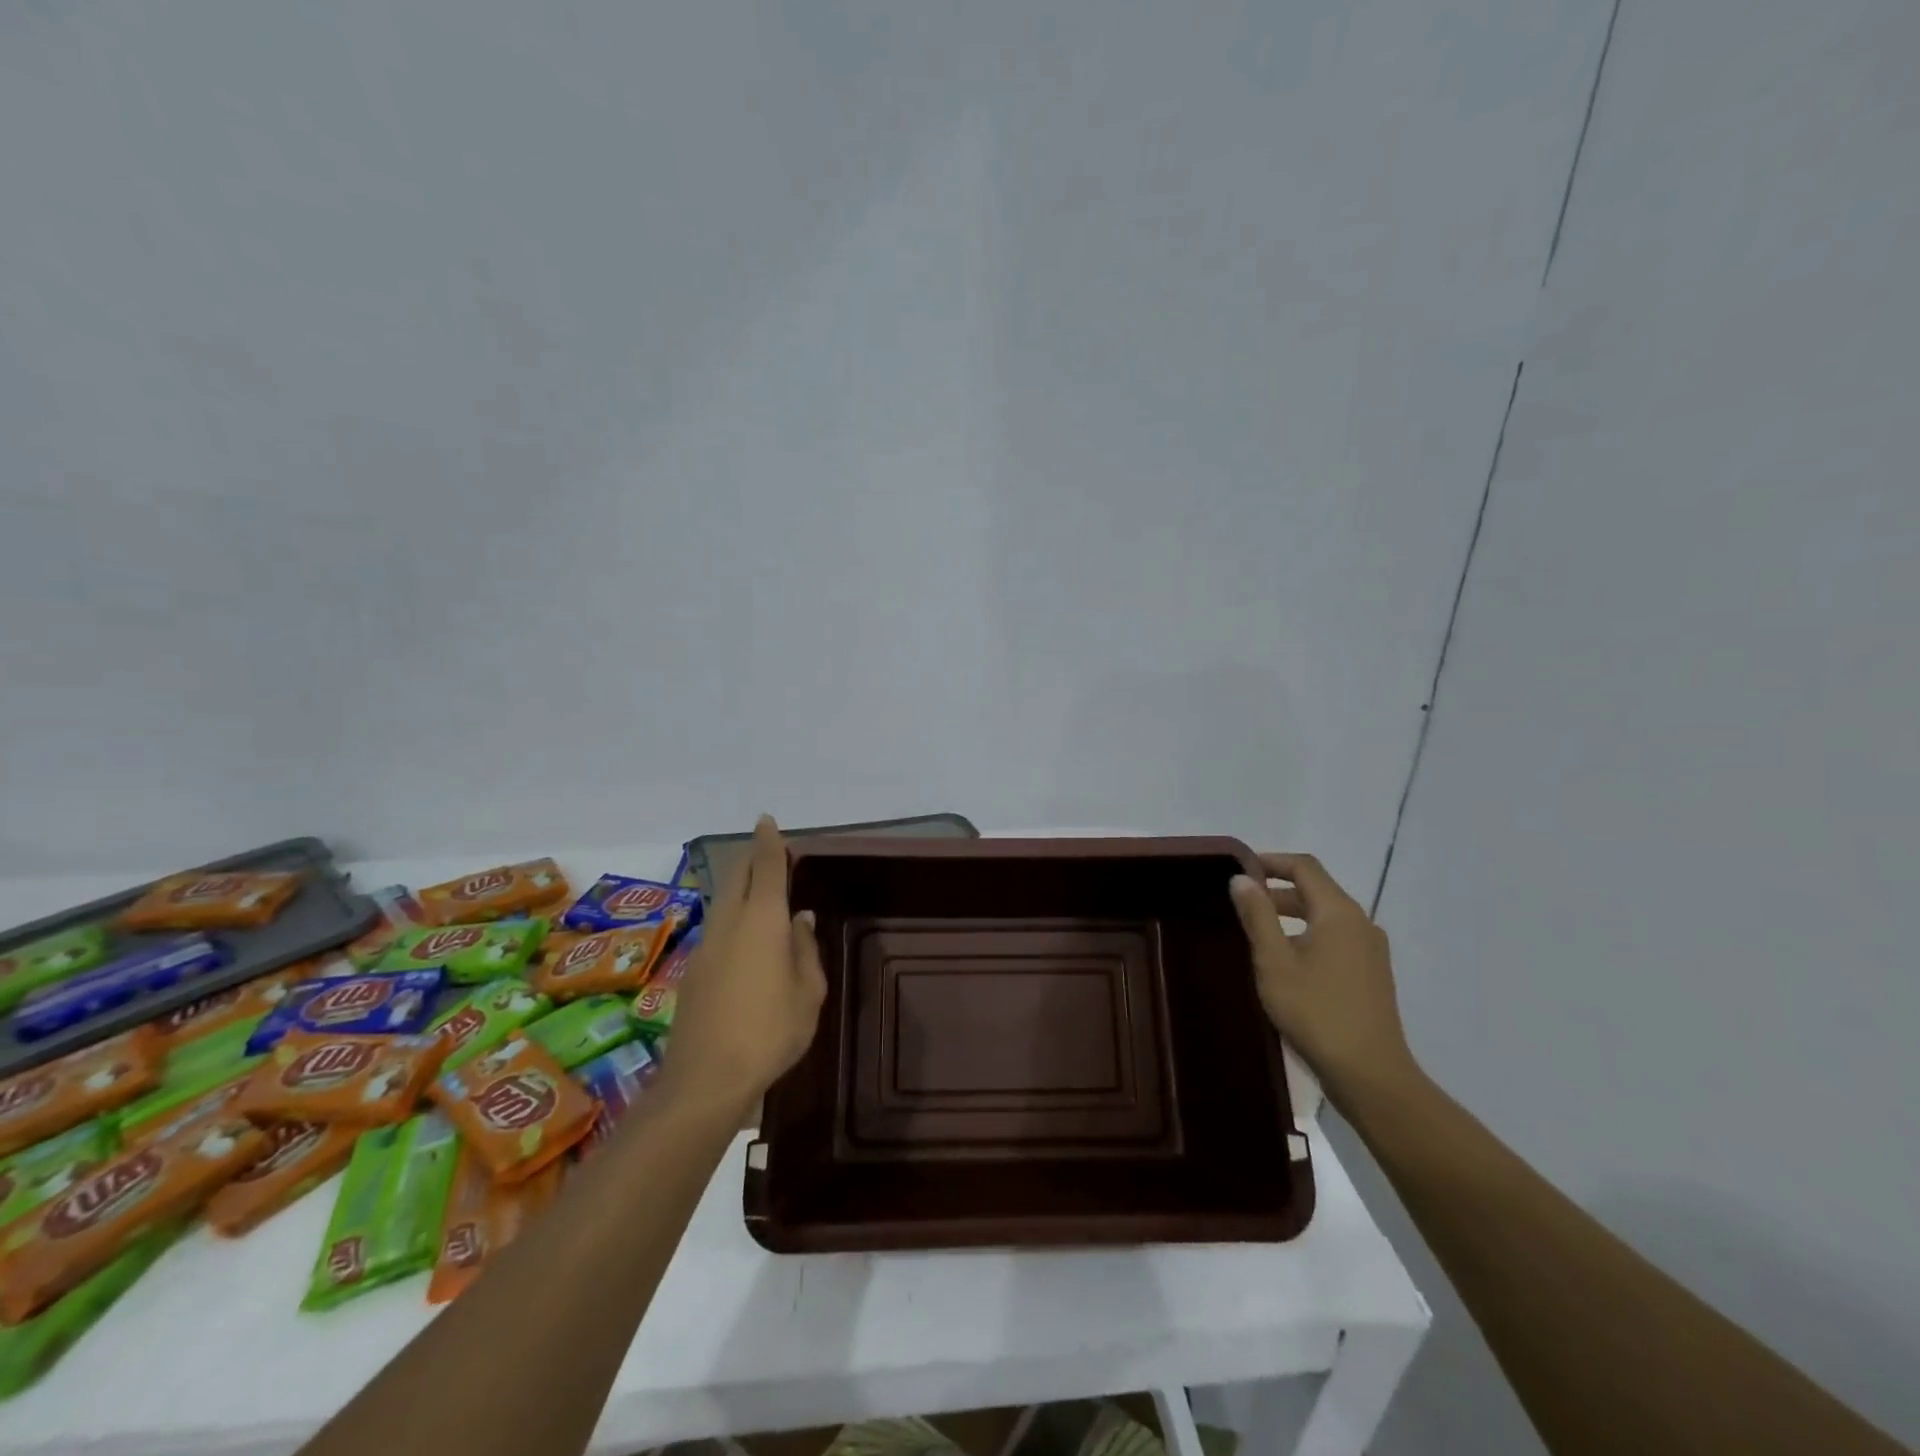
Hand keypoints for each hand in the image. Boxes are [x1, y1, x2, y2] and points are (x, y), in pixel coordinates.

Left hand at [660, 816, 826, 1110]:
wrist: (705, 1079)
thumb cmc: (770, 1031)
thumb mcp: (808, 992)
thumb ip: (805, 949)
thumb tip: (802, 919)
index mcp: (761, 919)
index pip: (764, 866)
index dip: (768, 841)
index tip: (767, 821)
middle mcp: (729, 922)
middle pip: (736, 874)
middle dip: (750, 856)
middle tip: (769, 852)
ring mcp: (706, 945)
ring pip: (723, 900)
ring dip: (740, 886)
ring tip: (762, 892)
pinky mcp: (693, 969)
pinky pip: (718, 926)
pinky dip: (733, 915)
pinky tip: (747, 937)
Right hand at [1229, 853, 1419, 1100]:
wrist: (1370, 1074)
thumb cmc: (1316, 1012)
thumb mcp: (1274, 961)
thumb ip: (1257, 916)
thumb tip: (1242, 879)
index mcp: (1339, 913)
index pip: (1305, 867)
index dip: (1272, 861)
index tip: (1240, 869)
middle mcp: (1361, 923)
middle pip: (1317, 890)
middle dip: (1278, 890)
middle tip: (1241, 901)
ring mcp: (1371, 950)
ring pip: (1326, 916)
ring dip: (1292, 913)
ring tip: (1258, 930)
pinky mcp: (1372, 974)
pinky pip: (1336, 938)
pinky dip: (1308, 933)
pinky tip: (1287, 960)